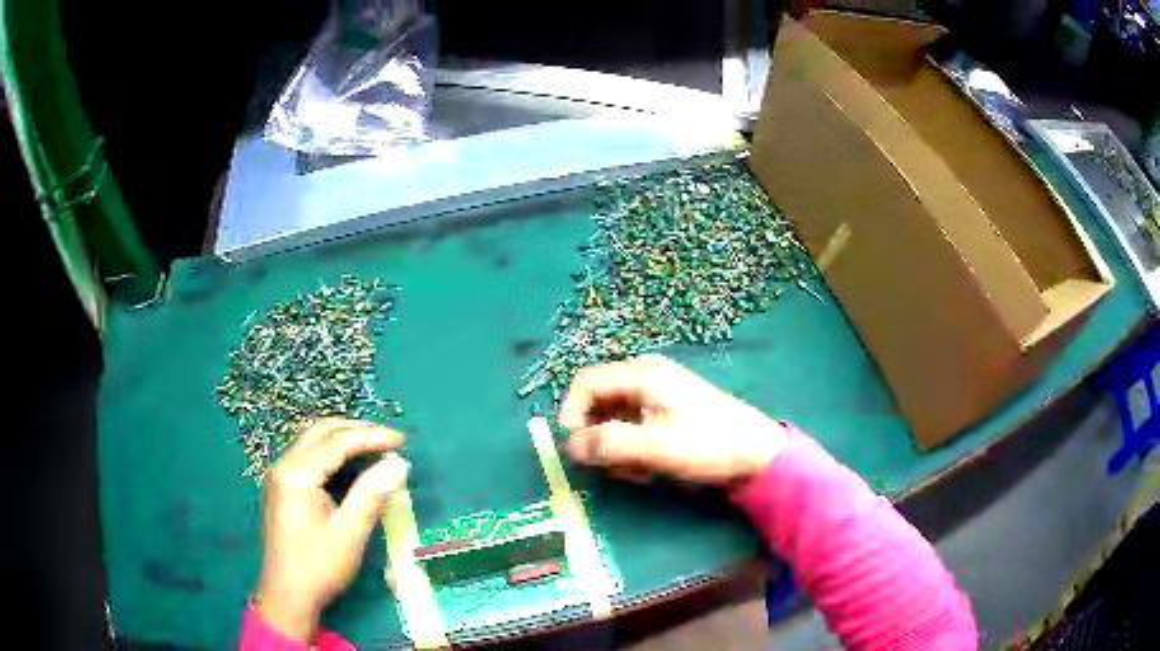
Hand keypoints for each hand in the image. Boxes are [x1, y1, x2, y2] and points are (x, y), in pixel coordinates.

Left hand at [254, 418, 408, 642]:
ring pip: (311, 442)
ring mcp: (278, 477)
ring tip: (374, 447)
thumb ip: (372, 493)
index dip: (371, 437)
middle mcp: (282, 466)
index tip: (402, 441)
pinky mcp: (281, 489)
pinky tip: (349, 465)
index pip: (337, 442)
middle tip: (388, 439)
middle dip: (355, 430)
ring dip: (342, 438)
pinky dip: (331, 453)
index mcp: (296, 474)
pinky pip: (307, 457)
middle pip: (320, 432)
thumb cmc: (318, 567)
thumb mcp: (349, 533)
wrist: (287, 597)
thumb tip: (399, 463)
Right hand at [559, 355, 787, 485]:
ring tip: (637, 471)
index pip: (584, 383)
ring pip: (613, 418)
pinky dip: (631, 448)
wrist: (757, 454)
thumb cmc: (709, 445)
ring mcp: (656, 394)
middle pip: (597, 401)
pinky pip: (632, 427)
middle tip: (613, 466)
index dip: (572, 414)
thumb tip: (569, 446)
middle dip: (598, 437)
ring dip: (615, 447)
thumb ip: (610, 444)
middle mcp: (644, 377)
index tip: (576, 450)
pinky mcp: (666, 412)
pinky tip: (648, 468)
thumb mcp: (656, 448)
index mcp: (641, 374)